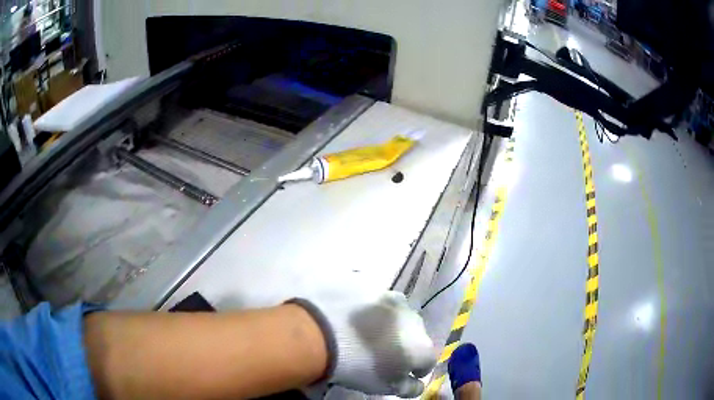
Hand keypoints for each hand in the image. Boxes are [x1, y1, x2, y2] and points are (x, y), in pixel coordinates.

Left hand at [293, 291, 435, 397]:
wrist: (321, 335)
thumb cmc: (357, 367)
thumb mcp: (386, 387)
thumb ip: (409, 387)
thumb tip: (417, 383)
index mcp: (421, 344)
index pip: (428, 360)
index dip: (418, 369)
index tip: (405, 373)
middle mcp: (413, 318)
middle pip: (414, 334)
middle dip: (404, 343)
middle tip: (384, 353)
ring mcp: (391, 298)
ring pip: (396, 314)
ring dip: (389, 323)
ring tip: (368, 333)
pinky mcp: (369, 285)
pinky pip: (374, 300)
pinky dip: (369, 310)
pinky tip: (352, 318)